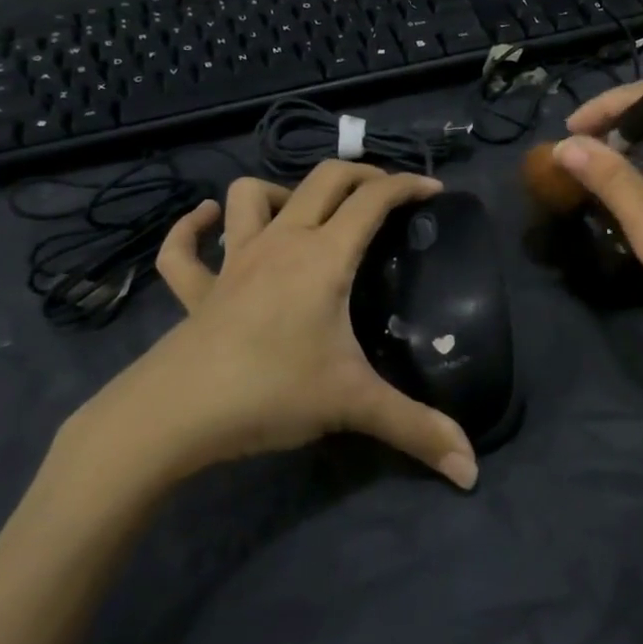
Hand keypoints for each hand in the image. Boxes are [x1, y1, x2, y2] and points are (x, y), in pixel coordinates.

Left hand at [50, 162, 478, 502]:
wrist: (171, 417)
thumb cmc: (270, 393)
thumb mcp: (352, 405)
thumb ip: (417, 430)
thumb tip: (471, 469)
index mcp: (323, 257)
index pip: (373, 201)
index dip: (407, 186)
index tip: (434, 191)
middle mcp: (280, 244)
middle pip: (323, 180)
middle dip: (361, 174)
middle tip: (386, 193)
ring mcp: (233, 262)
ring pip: (250, 196)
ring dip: (282, 191)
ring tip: (305, 211)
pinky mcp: (196, 290)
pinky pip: (185, 248)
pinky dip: (195, 227)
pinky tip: (209, 221)